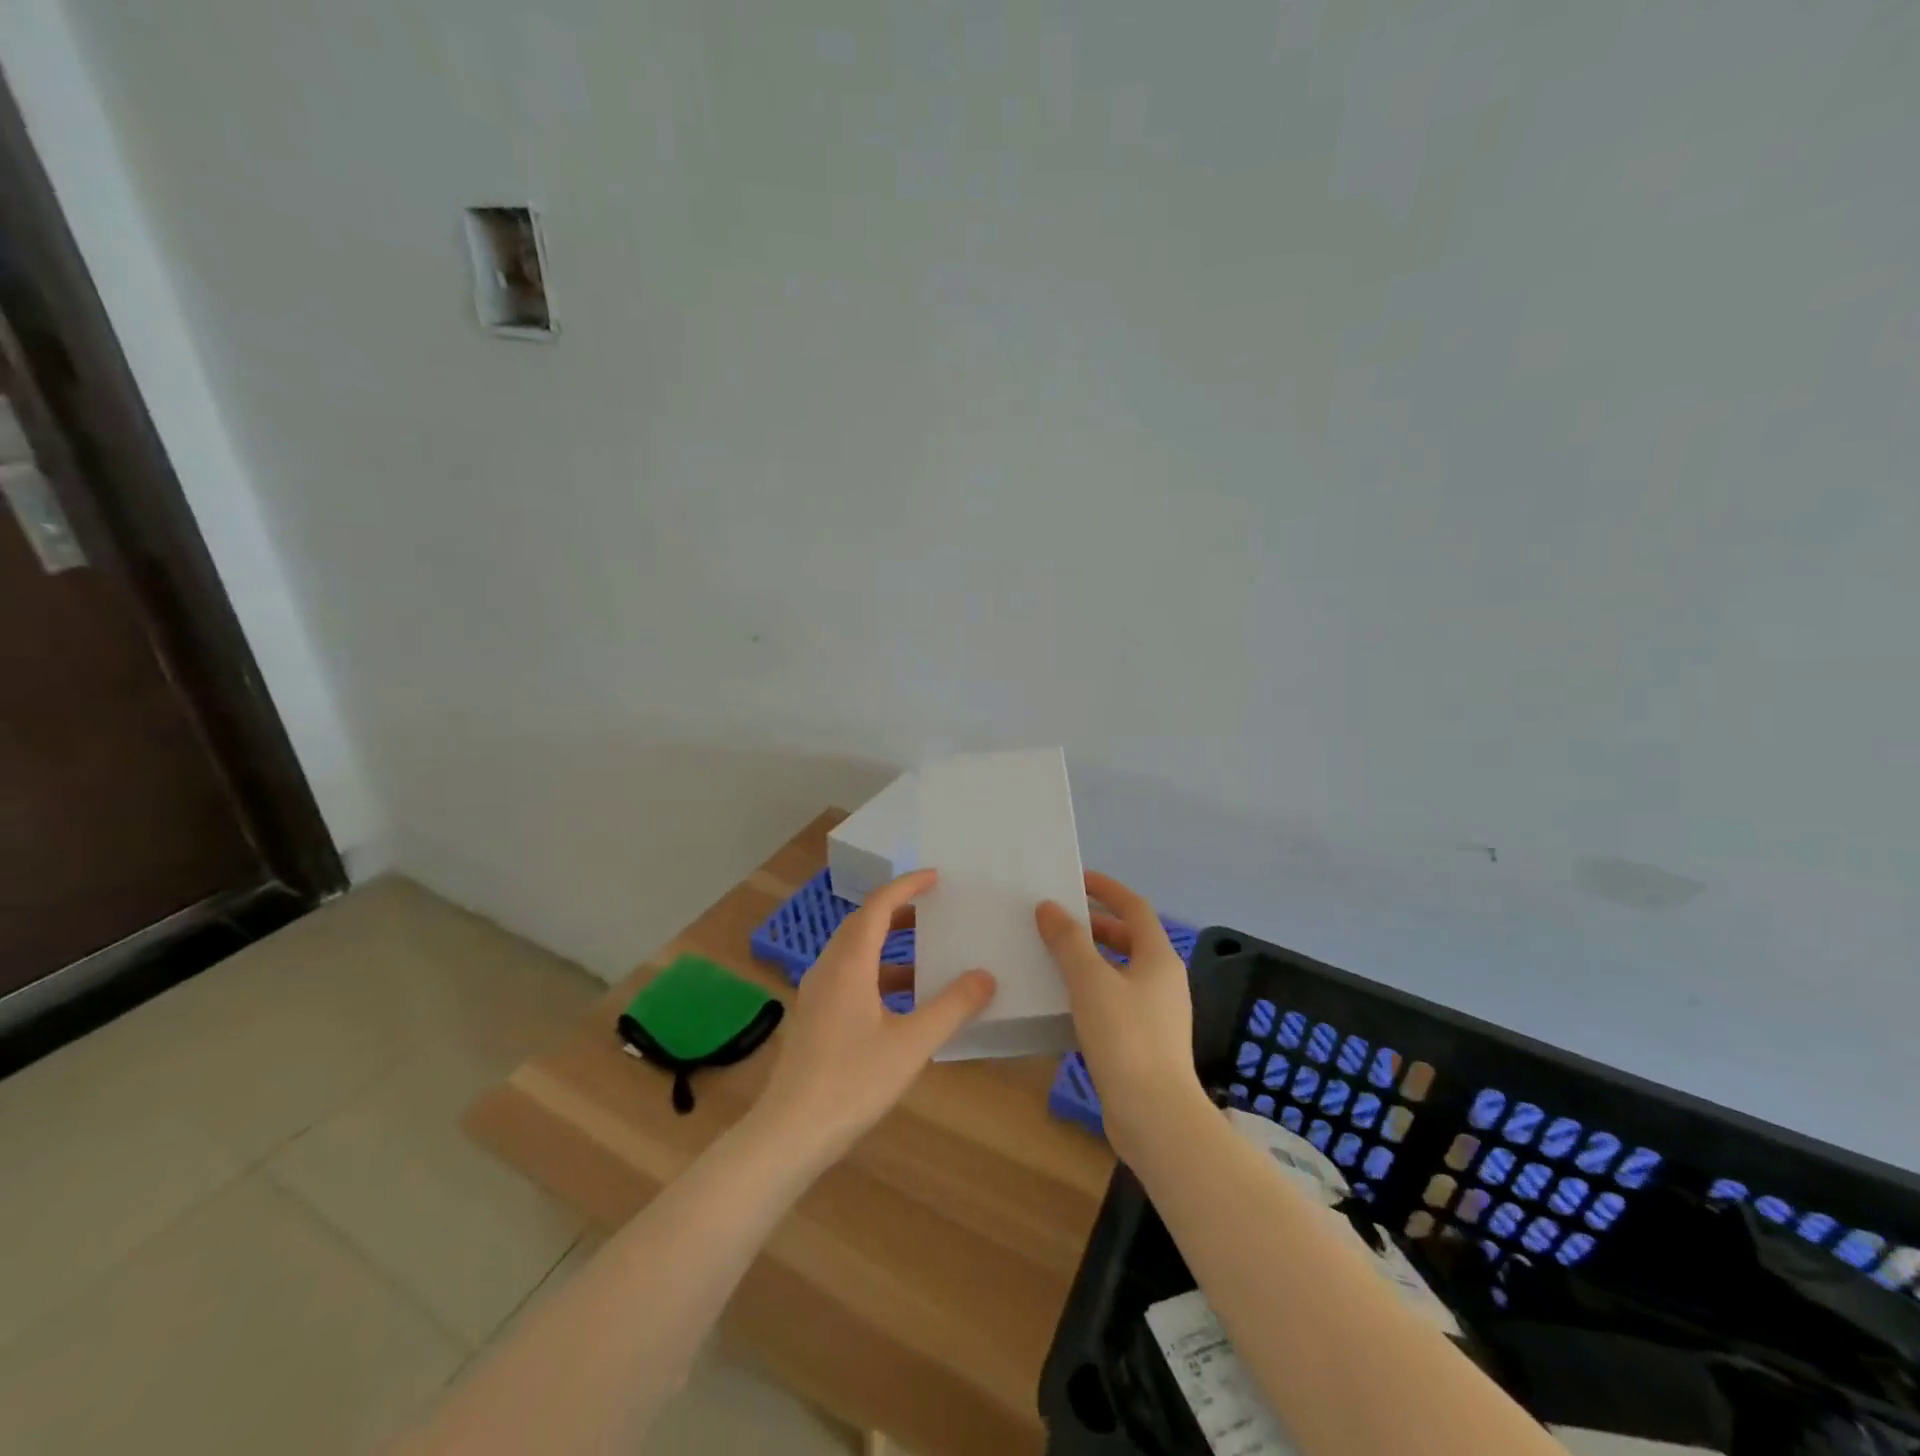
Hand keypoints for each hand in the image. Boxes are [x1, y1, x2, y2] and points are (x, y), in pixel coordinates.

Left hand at [750, 869, 995, 1171]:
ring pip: (854, 952)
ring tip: (925, 951)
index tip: (935, 877)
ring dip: (887, 943)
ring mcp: (817, 994)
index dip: (906, 886)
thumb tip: (985, 976)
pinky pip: (849, 976)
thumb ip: (951, 1007)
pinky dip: (877, 972)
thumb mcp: (912, 1044)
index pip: (878, 906)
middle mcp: (828, 969)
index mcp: (849, 964)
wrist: (789, 1133)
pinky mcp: (815, 1018)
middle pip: (862, 924)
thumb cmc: (852, 1082)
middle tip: (933, 908)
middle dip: (897, 911)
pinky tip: (901, 1000)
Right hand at [1037, 872, 1208, 1163]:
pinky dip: (1091, 990)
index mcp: (1159, 957)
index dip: (1107, 888)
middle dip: (1094, 925)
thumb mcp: (1091, 981)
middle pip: (1128, 938)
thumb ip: (1069, 941)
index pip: (1134, 907)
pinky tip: (1063, 1001)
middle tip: (1056, 920)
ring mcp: (1156, 1013)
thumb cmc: (1125, 1037)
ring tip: (1052, 956)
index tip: (1075, 879)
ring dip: (1090, 959)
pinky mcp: (1144, 1042)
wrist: (1154, 1116)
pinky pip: (1115, 1000)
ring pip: (1119, 971)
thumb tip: (1050, 908)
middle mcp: (1163, 980)